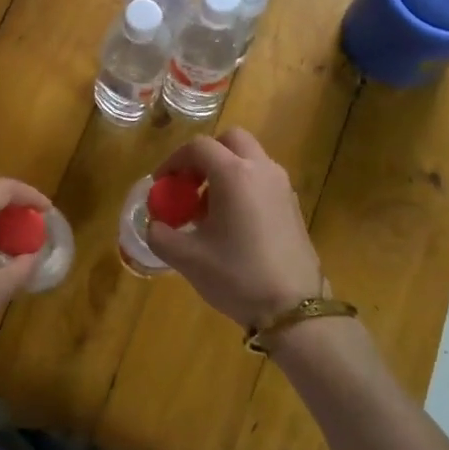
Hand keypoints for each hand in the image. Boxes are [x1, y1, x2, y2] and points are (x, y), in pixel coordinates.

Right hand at [146, 128, 323, 328]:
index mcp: (234, 175)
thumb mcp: (187, 258)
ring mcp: (282, 186)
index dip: (173, 161)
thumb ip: (160, 235)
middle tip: (188, 185)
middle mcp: (261, 170)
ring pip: (249, 158)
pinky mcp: (292, 205)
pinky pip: (262, 179)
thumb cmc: (237, 276)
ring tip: (206, 210)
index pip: (198, 147)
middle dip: (204, 156)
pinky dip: (243, 186)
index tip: (161, 184)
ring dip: (224, 171)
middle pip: (230, 141)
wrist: (294, 308)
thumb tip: (154, 224)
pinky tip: (232, 224)